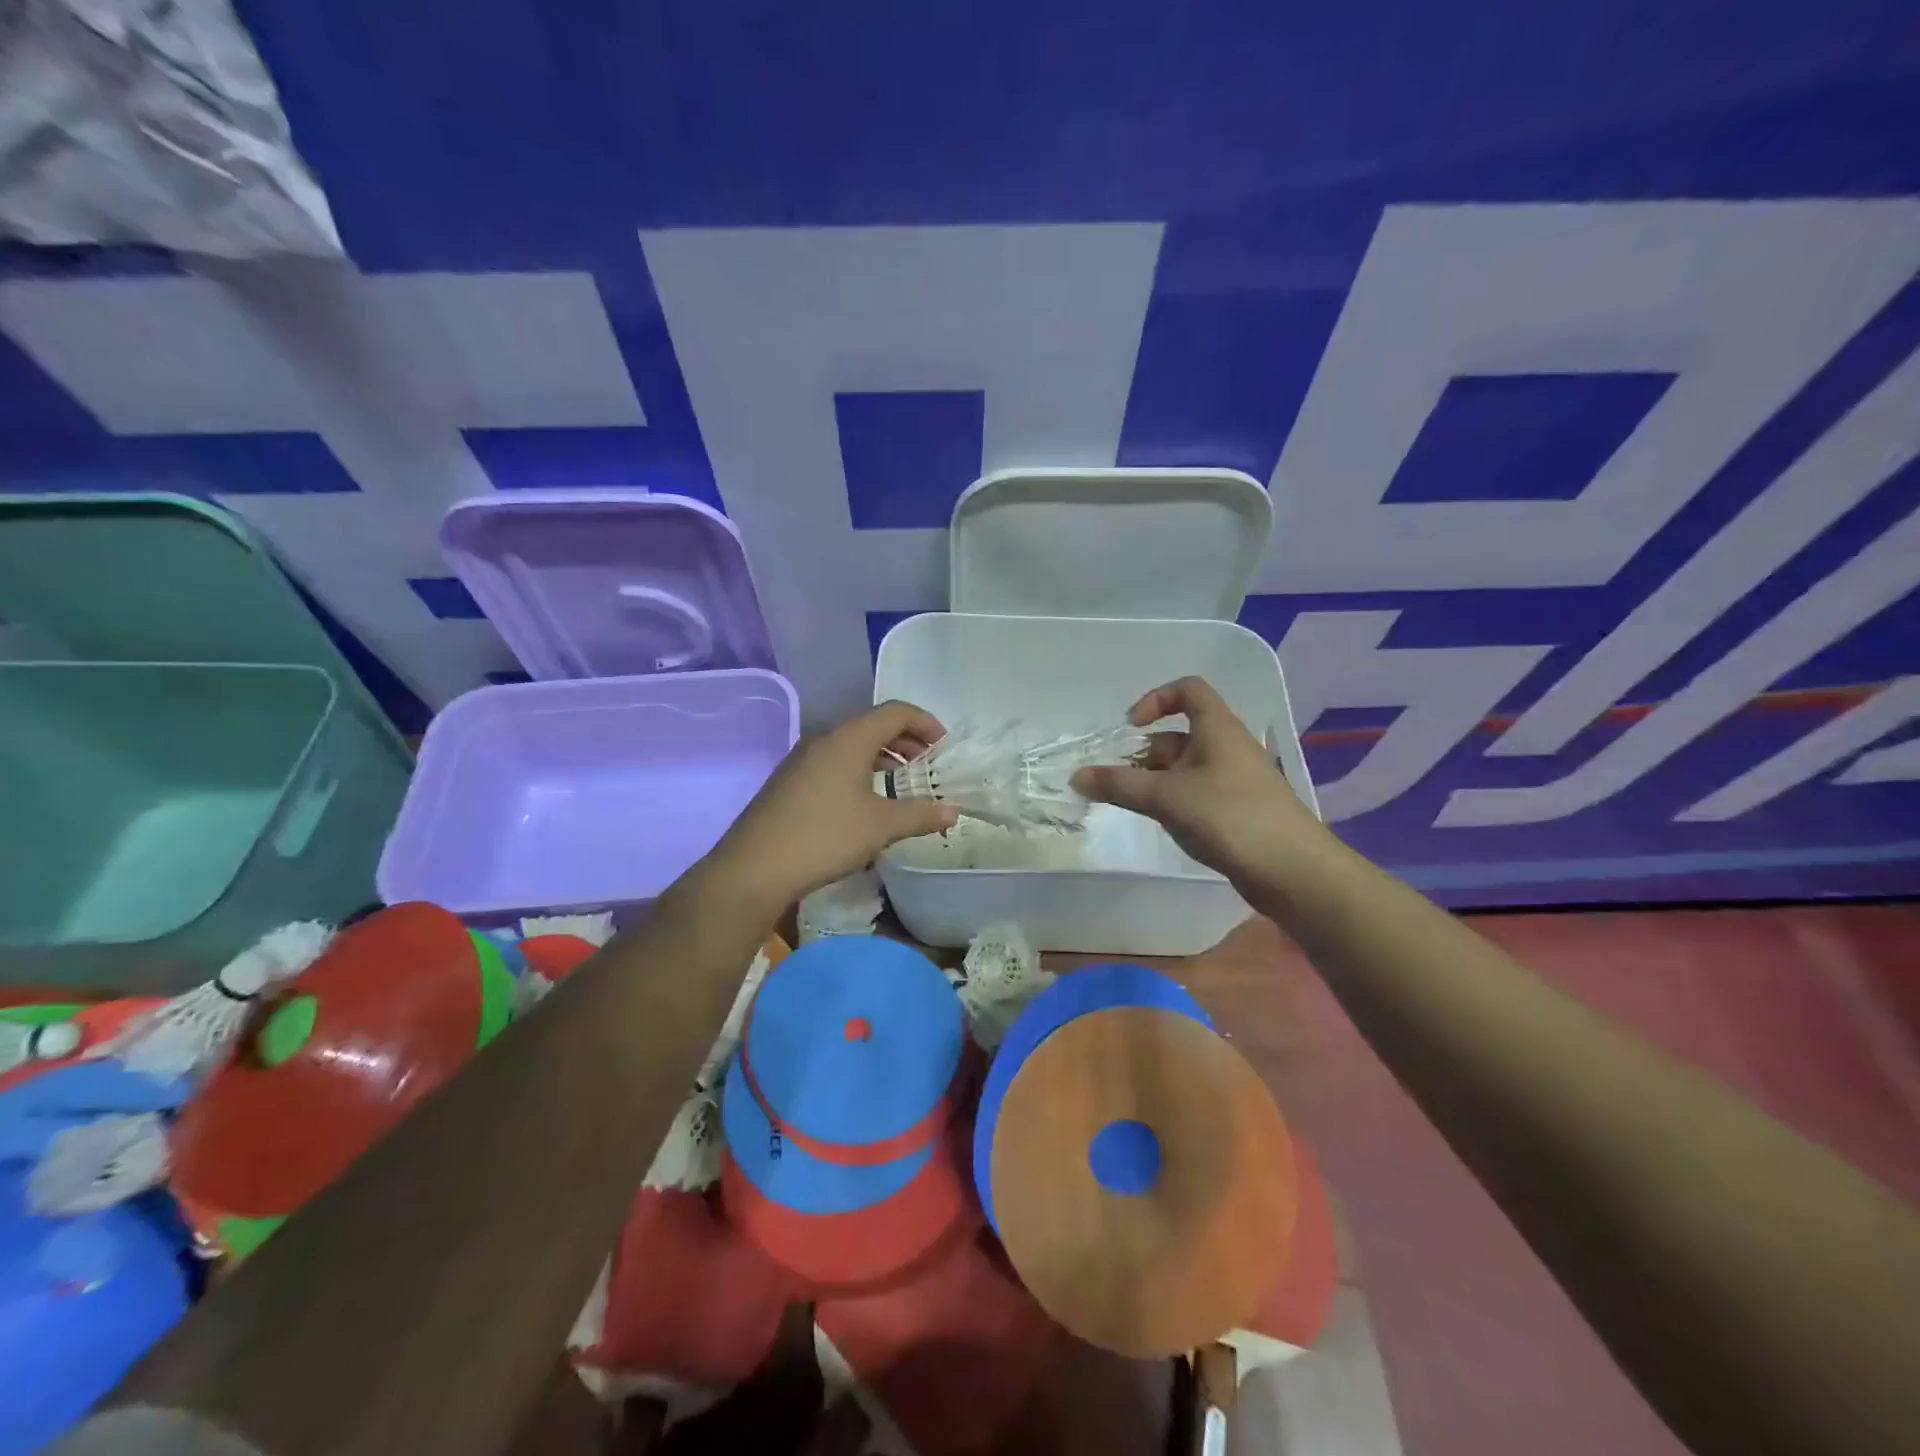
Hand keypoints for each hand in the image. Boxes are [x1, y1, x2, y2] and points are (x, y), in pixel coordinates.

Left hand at [700, 701, 959, 912]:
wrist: (754, 867)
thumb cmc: (825, 836)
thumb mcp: (881, 826)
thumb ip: (920, 814)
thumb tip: (953, 811)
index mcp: (849, 738)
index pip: (896, 711)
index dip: (926, 723)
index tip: (945, 747)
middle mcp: (825, 739)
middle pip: (873, 725)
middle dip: (906, 741)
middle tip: (928, 765)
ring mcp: (803, 759)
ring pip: (852, 745)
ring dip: (882, 757)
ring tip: (903, 783)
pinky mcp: (790, 781)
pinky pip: (834, 762)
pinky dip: (859, 770)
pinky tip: (866, 802)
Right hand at [1071, 676, 1321, 885]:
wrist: (1293, 870)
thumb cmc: (1230, 817)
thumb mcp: (1167, 797)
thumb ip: (1119, 785)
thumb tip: (1076, 776)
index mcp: (1217, 728)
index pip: (1188, 690)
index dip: (1156, 699)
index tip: (1131, 728)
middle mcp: (1225, 747)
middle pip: (1176, 736)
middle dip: (1142, 755)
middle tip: (1114, 781)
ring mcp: (1232, 780)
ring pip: (1183, 769)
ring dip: (1153, 781)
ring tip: (1130, 805)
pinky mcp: (1235, 810)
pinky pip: (1194, 793)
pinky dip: (1172, 801)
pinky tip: (1160, 824)